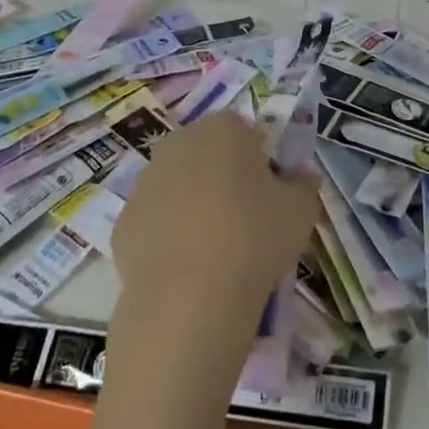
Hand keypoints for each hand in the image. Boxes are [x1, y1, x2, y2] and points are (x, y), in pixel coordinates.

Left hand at [109, 113, 319, 353]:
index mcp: (222, 130)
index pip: (246, 131)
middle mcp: (177, 144)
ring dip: (195, 204)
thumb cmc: (254, 238)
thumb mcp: (302, 210)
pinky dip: (170, 236)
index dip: (261, 160)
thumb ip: (304, 185)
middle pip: (207, 154)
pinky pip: (156, 221)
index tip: (272, 192)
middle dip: (224, 177)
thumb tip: (301, 179)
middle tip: (247, 218)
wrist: (189, 299)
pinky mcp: (124, 222)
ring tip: (217, 249)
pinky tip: (187, 267)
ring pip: (178, 186)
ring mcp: (144, 183)